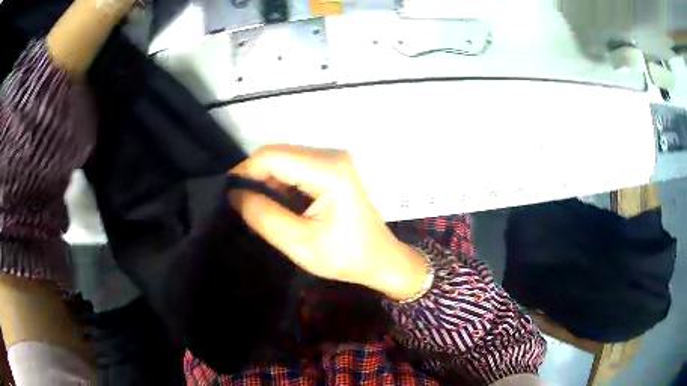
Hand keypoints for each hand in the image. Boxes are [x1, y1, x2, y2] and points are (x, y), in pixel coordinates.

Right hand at [228, 145, 427, 300]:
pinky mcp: (331, 168)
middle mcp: (332, 156)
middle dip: (255, 176)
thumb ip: (264, 216)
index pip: (273, 156)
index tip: (229, 194)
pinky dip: (280, 183)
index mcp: (329, 171)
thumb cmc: (345, 257)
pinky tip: (278, 204)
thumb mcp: (299, 244)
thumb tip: (234, 193)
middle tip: (241, 204)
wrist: (379, 259)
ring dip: (267, 181)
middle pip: (278, 154)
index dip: (245, 171)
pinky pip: (295, 167)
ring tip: (258, 208)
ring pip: (284, 160)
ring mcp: (333, 160)